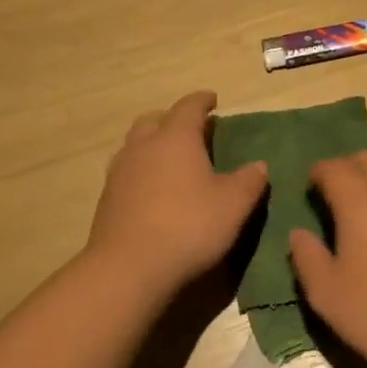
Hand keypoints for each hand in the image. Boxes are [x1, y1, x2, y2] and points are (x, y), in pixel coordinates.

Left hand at [86, 91, 268, 294]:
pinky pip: (127, 172)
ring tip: (172, 161)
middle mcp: (143, 147)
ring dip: (154, 145)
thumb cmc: (190, 226)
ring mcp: (120, 172)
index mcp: (176, 138)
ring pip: (136, 145)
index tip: (212, 100)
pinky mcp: (107, 199)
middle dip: (173, 120)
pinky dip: (143, 172)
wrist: (130, 267)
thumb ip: (249, 181)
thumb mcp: (234, 205)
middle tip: (192, 131)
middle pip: (154, 120)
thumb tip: (259, 165)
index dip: (202, 101)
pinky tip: (155, 191)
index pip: (189, 107)